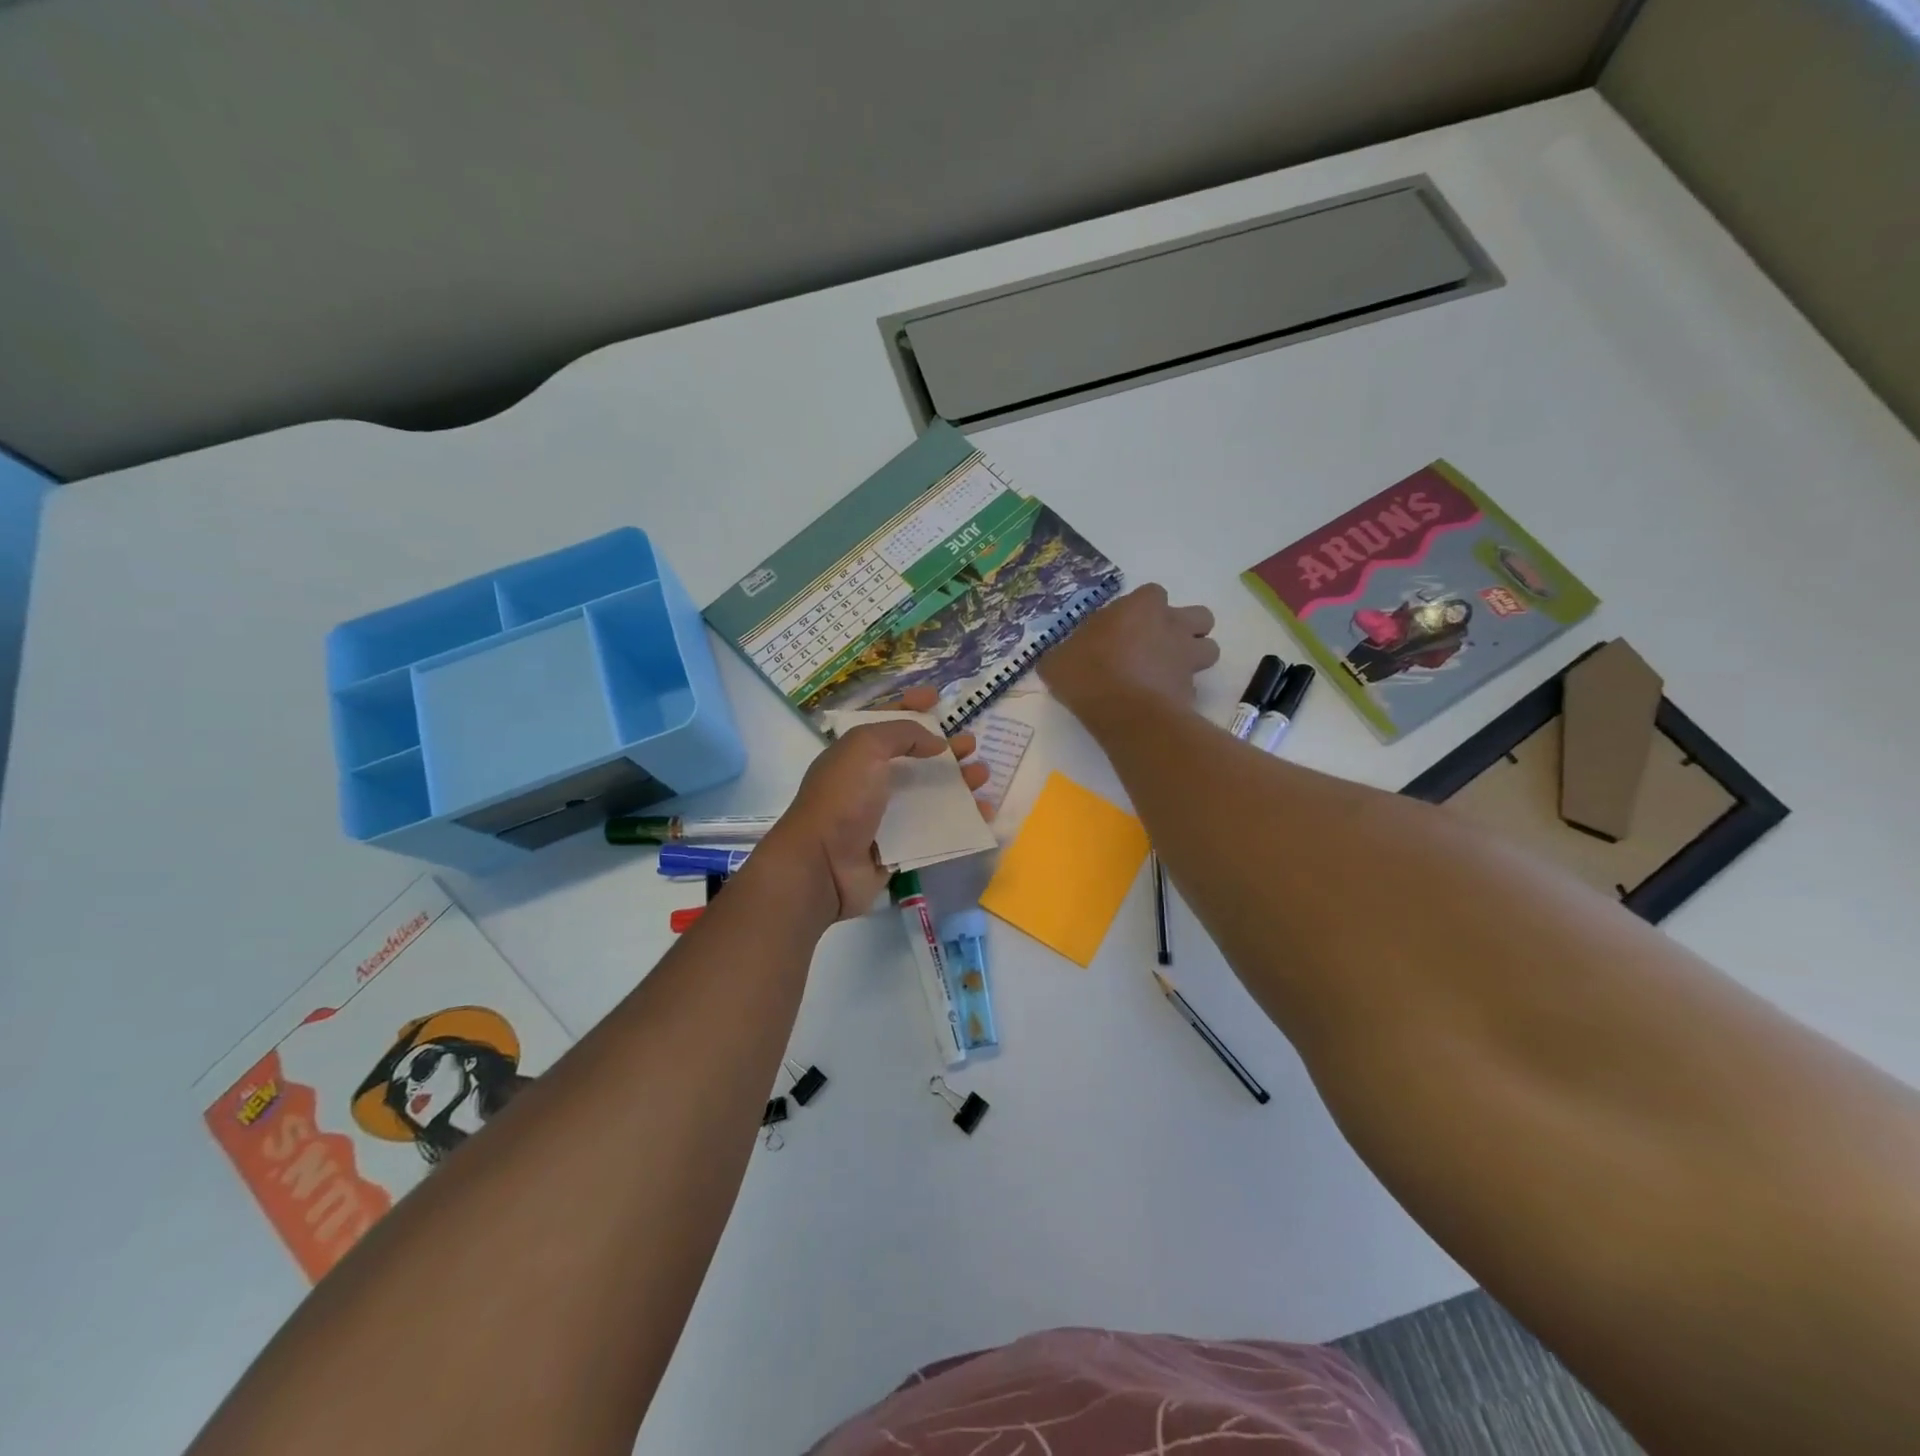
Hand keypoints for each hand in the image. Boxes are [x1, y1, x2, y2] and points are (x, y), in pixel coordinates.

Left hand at [758, 686, 989, 921]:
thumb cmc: (842, 798)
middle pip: (914, 758)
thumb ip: (902, 734)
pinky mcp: (900, 848)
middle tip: (971, 743)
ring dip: (958, 782)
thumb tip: (936, 743)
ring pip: (929, 794)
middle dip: (944, 747)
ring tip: (982, 774)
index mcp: (856, 754)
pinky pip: (936, 830)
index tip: (936, 697)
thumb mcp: (864, 747)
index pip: (885, 722)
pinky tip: (984, 813)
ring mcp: (885, 817)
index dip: (909, 706)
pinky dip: (961, 820)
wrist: (823, 865)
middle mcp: (870, 782)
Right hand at [1039, 583, 1218, 726]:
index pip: (1153, 594)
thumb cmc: (1089, 673)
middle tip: (1159, 647)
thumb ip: (1065, 654)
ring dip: (1193, 658)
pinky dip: (1181, 693)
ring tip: (1168, 674)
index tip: (1125, 627)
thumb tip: (1062, 659)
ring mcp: (1187, 659)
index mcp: (1141, 607)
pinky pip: (1193, 687)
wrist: (1124, 713)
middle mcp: (1172, 626)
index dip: (1144, 609)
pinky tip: (1160, 704)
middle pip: (1200, 616)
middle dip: (1186, 628)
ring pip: (1209, 649)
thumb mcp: (1057, 661)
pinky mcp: (1192, 691)